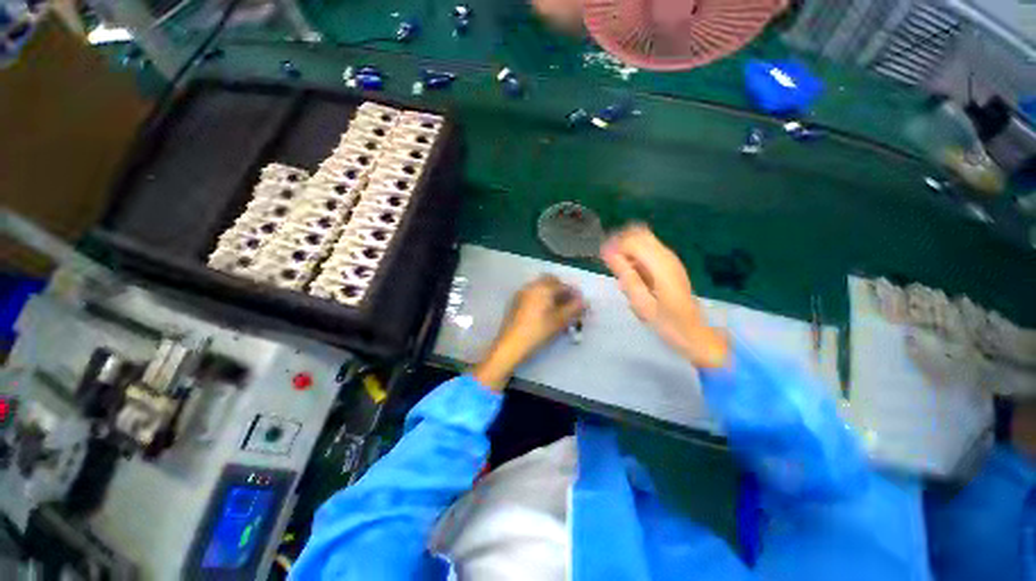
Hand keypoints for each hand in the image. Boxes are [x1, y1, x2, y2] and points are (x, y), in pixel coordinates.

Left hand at [474, 275, 585, 390]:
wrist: (511, 345)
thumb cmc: (538, 331)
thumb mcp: (560, 321)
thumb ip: (574, 309)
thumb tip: (584, 301)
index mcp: (543, 288)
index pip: (564, 286)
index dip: (575, 294)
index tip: (581, 304)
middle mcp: (531, 286)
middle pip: (550, 280)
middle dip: (561, 289)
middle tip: (569, 303)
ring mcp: (521, 293)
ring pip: (540, 287)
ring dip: (550, 293)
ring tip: (557, 309)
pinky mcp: (515, 302)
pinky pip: (531, 294)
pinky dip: (540, 297)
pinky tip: (543, 312)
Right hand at [600, 224, 729, 367]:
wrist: (694, 333)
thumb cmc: (666, 323)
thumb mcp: (641, 303)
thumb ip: (626, 276)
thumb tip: (609, 254)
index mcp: (660, 265)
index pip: (633, 240)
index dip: (614, 245)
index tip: (602, 258)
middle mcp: (667, 256)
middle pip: (640, 233)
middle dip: (621, 243)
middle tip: (610, 262)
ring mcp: (671, 259)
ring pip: (644, 239)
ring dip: (628, 249)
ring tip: (619, 269)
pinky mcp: (671, 265)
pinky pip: (649, 249)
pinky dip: (635, 255)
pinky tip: (631, 272)